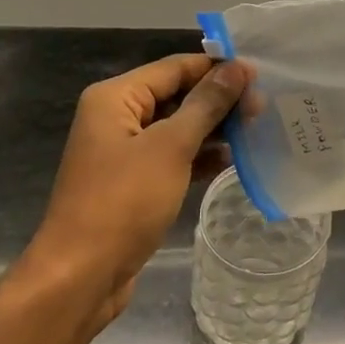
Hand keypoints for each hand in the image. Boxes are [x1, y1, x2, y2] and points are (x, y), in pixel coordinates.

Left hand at [14, 54, 249, 335]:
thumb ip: (206, 105)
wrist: (82, 275)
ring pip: (177, 128)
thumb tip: (237, 69)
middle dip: (218, 100)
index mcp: (115, 98)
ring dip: (213, 129)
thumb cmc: (123, 201)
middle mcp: (117, 118)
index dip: (216, 69)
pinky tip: (232, 160)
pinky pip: (173, 157)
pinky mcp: (135, 183)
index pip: (174, 68)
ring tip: (256, 130)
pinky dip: (200, 156)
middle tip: (263, 107)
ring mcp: (125, 153)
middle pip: (176, 95)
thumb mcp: (170, 147)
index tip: (260, 74)